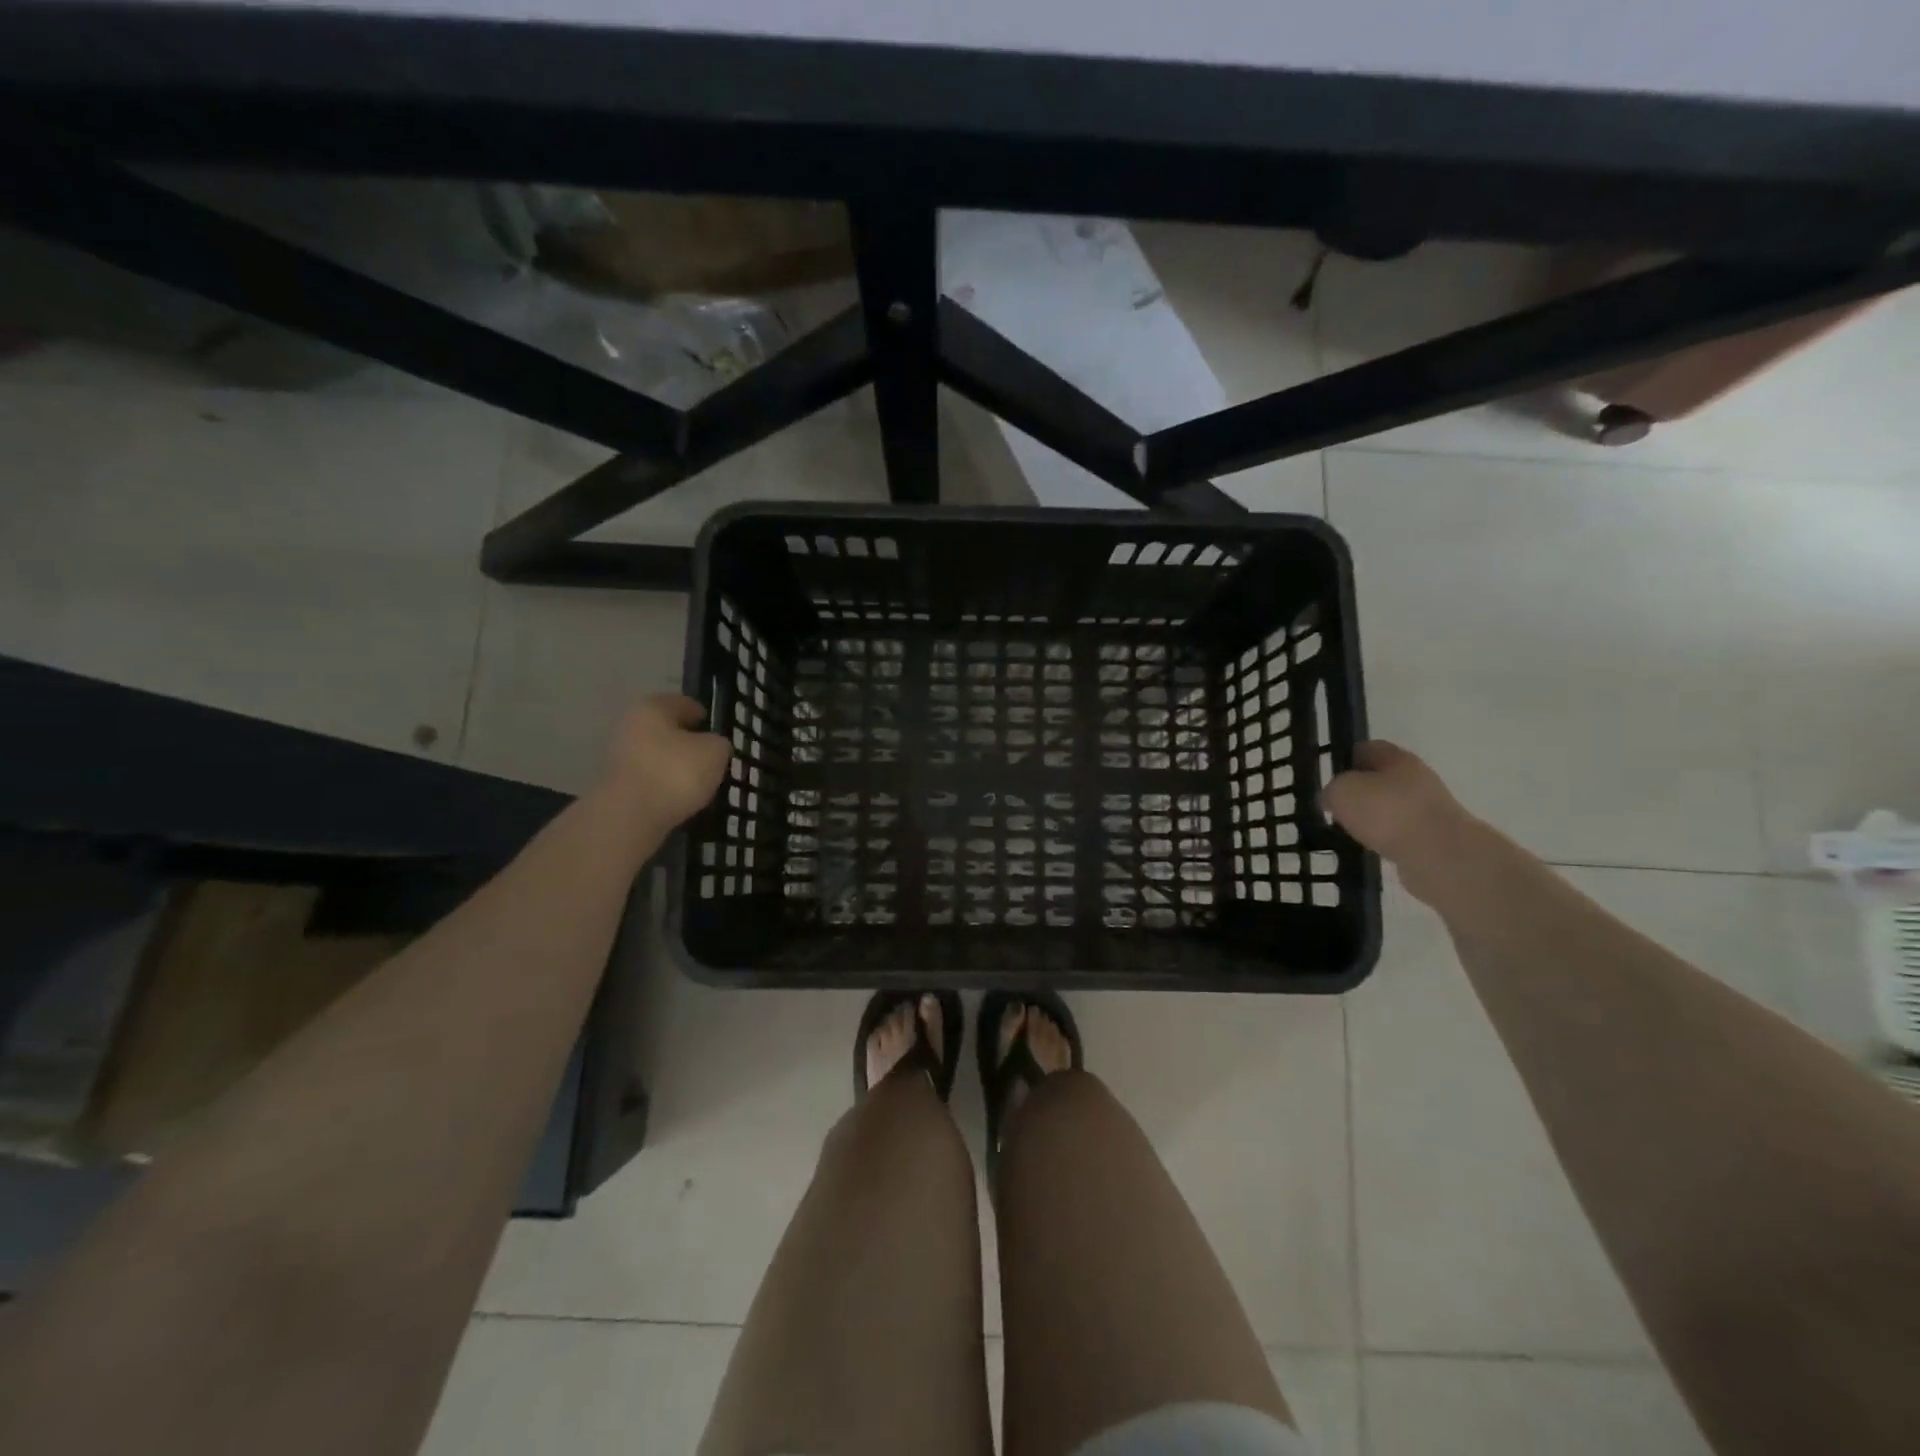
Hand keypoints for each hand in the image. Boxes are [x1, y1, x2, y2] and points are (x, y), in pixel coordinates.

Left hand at [598, 694, 731, 832]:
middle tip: (709, 754)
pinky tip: (681, 796)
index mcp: (652, 708)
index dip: (701, 713)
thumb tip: (712, 746)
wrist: (630, 816)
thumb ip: (719, 743)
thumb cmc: (676, 772)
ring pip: (656, 755)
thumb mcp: (715, 752)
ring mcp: (619, 757)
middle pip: (665, 729)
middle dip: (686, 741)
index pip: (682, 703)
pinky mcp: (616, 786)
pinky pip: (649, 779)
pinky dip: (664, 784)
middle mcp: (629, 726)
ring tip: (698, 780)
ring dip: (674, 764)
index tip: (714, 727)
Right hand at [1323, 741, 1478, 895]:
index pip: (1367, 748)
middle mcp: (1417, 778)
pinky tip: (1370, 848)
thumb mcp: (1342, 791)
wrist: (1439, 855)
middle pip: (1381, 779)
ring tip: (1349, 831)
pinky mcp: (1434, 838)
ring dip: (1372, 818)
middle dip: (1359, 792)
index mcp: (1397, 758)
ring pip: (1391, 808)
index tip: (1328, 776)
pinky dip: (1384, 839)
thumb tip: (1332, 798)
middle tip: (1335, 806)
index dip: (1345, 759)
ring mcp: (1429, 809)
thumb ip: (1331, 789)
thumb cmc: (1387, 811)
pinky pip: (1400, 833)